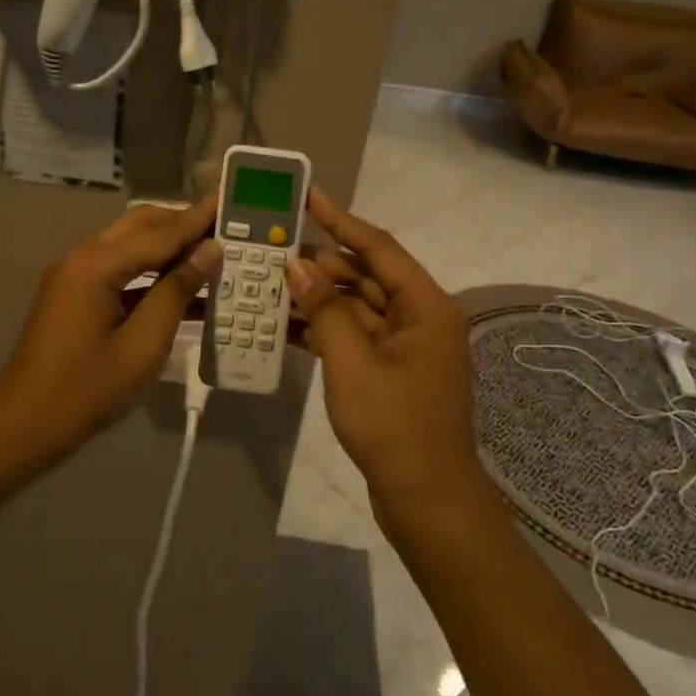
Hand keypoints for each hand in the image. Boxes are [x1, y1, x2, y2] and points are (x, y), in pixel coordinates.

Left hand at [0, 198, 220, 458]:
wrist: (24, 426)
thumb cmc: (87, 390)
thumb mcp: (143, 345)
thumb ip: (176, 292)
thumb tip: (209, 251)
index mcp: (96, 266)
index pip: (159, 233)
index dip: (196, 219)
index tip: (227, 198)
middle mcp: (82, 259)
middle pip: (140, 227)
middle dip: (181, 224)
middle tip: (222, 225)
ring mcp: (75, 277)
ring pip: (130, 247)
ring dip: (168, 248)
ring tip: (211, 253)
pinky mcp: (75, 296)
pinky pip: (120, 271)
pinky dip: (151, 275)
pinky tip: (184, 289)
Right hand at [287, 188, 481, 506]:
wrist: (425, 499)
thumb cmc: (396, 426)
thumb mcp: (353, 363)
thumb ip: (325, 309)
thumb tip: (298, 264)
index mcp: (425, 306)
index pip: (378, 248)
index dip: (341, 220)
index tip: (309, 196)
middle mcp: (418, 318)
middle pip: (364, 276)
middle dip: (320, 263)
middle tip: (273, 247)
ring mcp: (403, 346)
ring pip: (354, 307)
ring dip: (316, 297)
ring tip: (269, 281)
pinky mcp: (387, 371)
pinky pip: (351, 336)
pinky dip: (322, 329)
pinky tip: (283, 324)